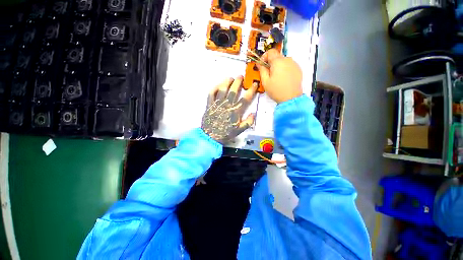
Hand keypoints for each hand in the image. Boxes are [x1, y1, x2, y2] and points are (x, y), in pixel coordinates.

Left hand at [201, 76, 257, 142]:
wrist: (211, 136)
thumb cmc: (226, 133)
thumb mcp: (239, 130)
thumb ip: (248, 122)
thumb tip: (253, 114)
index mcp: (236, 111)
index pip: (246, 98)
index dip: (251, 90)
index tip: (254, 84)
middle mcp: (227, 105)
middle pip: (234, 90)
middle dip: (238, 82)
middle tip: (241, 77)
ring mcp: (217, 103)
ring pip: (223, 89)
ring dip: (227, 82)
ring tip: (230, 78)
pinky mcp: (210, 104)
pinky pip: (211, 93)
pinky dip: (215, 87)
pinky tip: (218, 85)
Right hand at [258, 49, 302, 102]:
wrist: (291, 98)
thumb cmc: (276, 90)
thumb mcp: (265, 81)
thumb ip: (262, 70)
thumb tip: (259, 63)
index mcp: (278, 62)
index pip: (271, 51)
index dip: (265, 56)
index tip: (262, 64)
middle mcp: (287, 60)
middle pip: (277, 56)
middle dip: (271, 63)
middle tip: (268, 73)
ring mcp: (294, 64)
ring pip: (283, 61)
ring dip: (278, 66)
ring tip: (276, 77)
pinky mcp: (298, 69)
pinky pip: (289, 65)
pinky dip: (285, 69)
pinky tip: (283, 79)